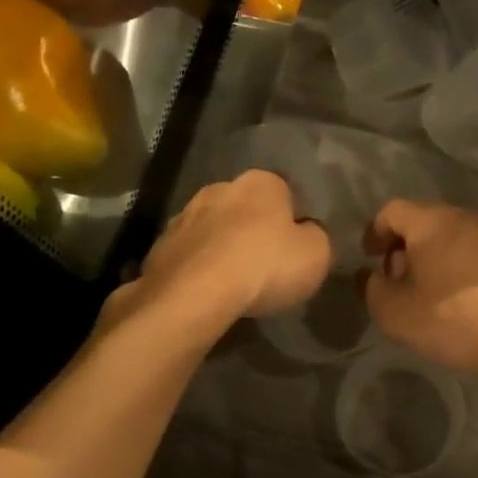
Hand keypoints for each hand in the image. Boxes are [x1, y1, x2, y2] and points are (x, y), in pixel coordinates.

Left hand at [120, 170, 330, 333]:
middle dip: (252, 228)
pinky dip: (198, 267)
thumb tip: (306, 234)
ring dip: (222, 247)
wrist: (193, 294)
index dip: (291, 218)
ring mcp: (184, 215)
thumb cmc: (265, 265)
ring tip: (233, 281)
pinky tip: (207, 291)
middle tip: (265, 263)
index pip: (284, 191)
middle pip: (244, 207)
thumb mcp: (317, 254)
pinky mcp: (160, 246)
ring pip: (212, 229)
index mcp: (261, 182)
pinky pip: (189, 254)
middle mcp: (220, 188)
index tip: (294, 245)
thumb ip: (316, 237)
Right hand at [361, 200, 477, 374]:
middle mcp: (464, 217)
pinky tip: (456, 297)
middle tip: (397, 280)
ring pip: (450, 236)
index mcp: (432, 221)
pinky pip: (472, 251)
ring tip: (426, 292)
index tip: (369, 258)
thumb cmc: (452, 318)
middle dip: (403, 247)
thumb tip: (375, 277)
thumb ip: (374, 290)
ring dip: (431, 257)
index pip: (392, 211)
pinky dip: (456, 265)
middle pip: (423, 221)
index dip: (374, 232)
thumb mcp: (396, 313)